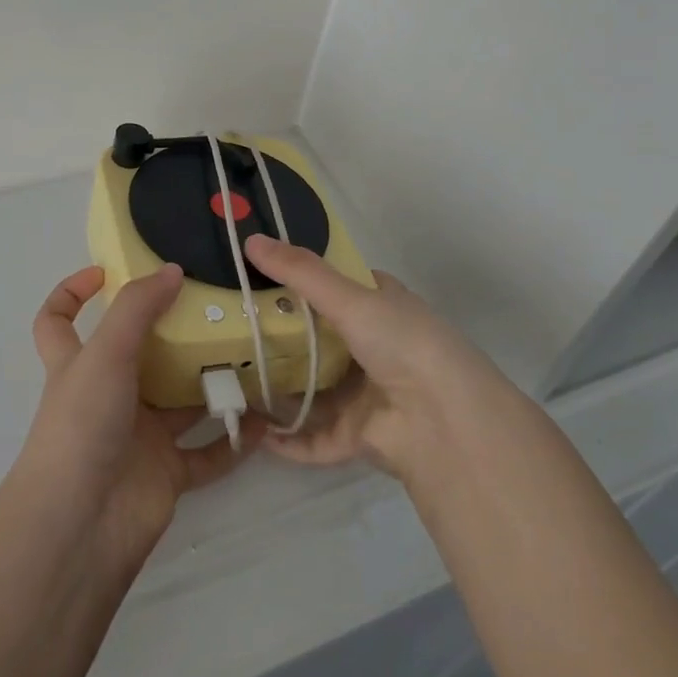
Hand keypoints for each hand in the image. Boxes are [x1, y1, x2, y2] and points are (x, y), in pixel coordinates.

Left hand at [14, 264, 255, 575]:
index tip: (106, 271)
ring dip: (211, 382)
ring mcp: (137, 436)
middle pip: (138, 354)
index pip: (58, 320)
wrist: (80, 527)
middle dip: (172, 333)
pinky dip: (233, 439)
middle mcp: (107, 395)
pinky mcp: (165, 473)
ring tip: (252, 355)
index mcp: (78, 364)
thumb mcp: (104, 353)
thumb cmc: (81, 426)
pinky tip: (264, 421)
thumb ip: (137, 308)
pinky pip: (207, 452)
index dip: (72, 293)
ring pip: (180, 401)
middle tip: (214, 308)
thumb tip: (172, 271)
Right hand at [243, 234, 519, 487]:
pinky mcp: (360, 436)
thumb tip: (249, 239)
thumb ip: (299, 271)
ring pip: (315, 388)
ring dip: (281, 387)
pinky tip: (256, 433)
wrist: (445, 422)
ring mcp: (367, 393)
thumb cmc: (402, 342)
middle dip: (280, 334)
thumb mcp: (349, 296)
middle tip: (232, 327)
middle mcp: (374, 346)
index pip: (335, 285)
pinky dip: (290, 437)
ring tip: (234, 379)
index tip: (256, 274)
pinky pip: (316, 436)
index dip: (299, 278)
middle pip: (318, 337)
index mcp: (380, 306)